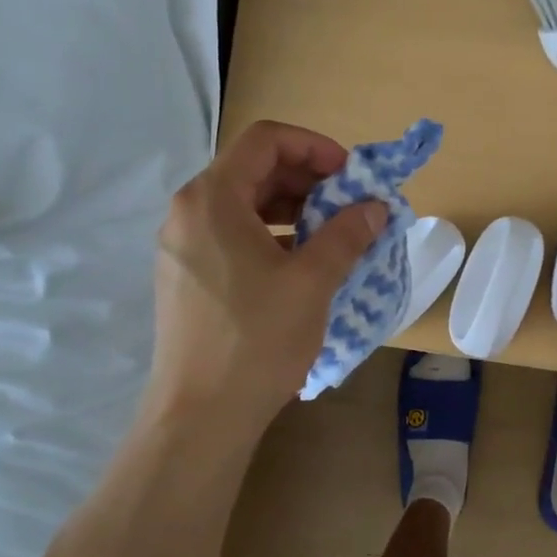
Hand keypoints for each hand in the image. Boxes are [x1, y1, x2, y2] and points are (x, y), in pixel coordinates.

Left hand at [144, 121, 385, 430]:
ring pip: (243, 204)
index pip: (266, 140)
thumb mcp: (313, 281)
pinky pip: (231, 235)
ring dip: (292, 208)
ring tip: (332, 234)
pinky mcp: (185, 276)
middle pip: (253, 169)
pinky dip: (270, 235)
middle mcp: (188, 212)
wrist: (201, 415)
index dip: (315, 146)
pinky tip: (301, 263)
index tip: (352, 176)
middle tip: (349, 205)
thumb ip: (347, 234)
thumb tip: (376, 207)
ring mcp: (181, 246)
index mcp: (212, 198)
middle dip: (308, 179)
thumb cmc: (257, 339)